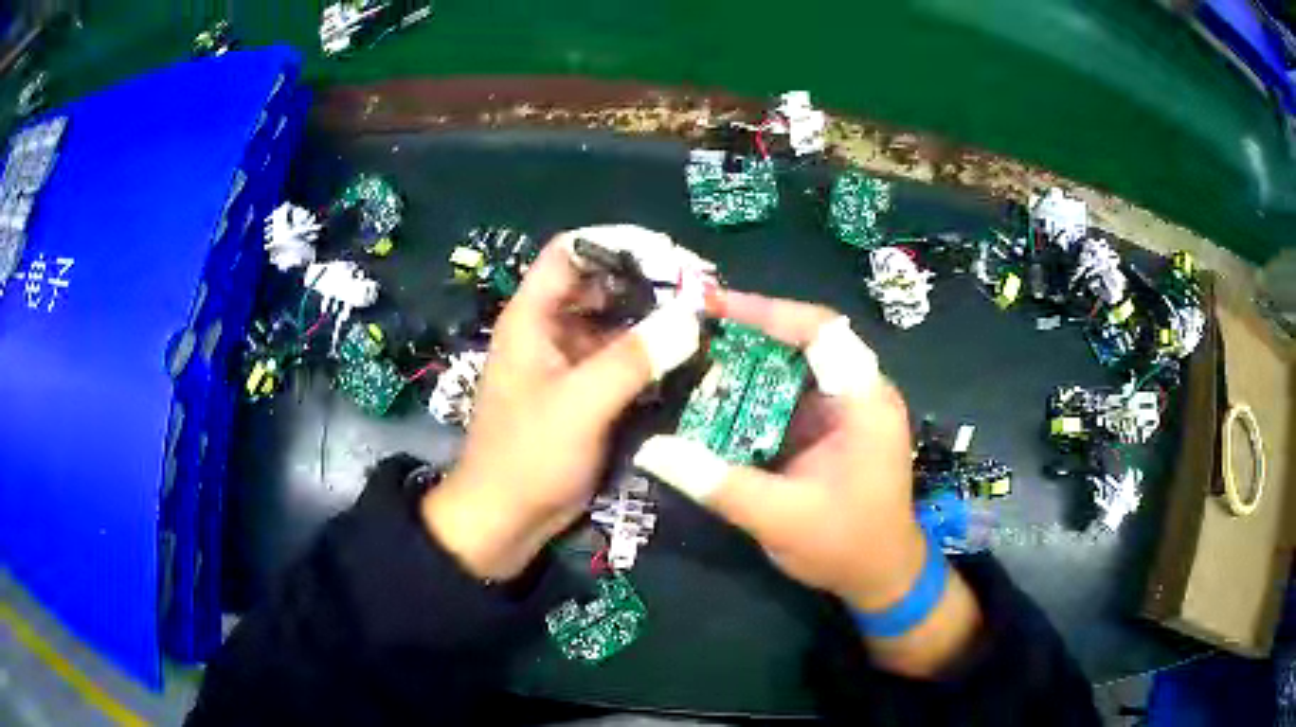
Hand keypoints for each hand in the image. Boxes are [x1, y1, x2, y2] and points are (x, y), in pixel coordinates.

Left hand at [421, 226, 704, 580]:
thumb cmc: (528, 457)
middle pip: (597, 285)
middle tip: (698, 293)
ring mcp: (565, 363)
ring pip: (611, 323)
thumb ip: (634, 358)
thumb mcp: (580, 404)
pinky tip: (683, 360)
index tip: (668, 256)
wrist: (504, 521)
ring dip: (651, 321)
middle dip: (645, 284)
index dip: (616, 244)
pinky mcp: (581, 393)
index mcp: (532, 318)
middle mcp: (548, 331)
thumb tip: (691, 316)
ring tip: (700, 323)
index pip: (570, 252)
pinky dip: (647, 355)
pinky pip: (617, 359)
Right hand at [633, 291, 981, 676]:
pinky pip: (793, 392)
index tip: (713, 307)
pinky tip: (720, 396)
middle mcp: (861, 393)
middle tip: (694, 327)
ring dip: (751, 358)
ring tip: (697, 354)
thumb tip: (651, 450)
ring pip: (798, 363)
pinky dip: (757, 389)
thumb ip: (716, 483)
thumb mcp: (778, 518)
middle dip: (751, 330)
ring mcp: (848, 409)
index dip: (768, 311)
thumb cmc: (846, 546)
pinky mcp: (834, 427)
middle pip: (807, 338)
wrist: (882, 577)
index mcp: (864, 402)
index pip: (821, 331)